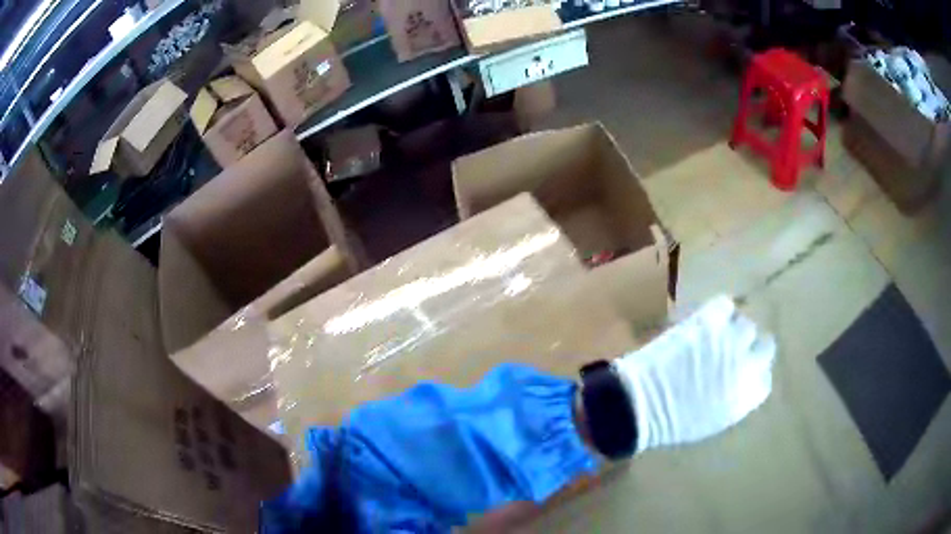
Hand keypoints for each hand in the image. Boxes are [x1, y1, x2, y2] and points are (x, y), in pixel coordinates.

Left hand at [614, 296, 775, 451]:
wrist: (639, 405)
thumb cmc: (670, 421)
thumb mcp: (713, 421)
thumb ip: (734, 400)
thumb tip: (741, 381)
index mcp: (746, 398)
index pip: (765, 379)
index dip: (754, 372)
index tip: (743, 370)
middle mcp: (746, 367)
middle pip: (764, 346)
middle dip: (750, 348)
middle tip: (732, 347)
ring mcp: (729, 342)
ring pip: (747, 324)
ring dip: (733, 329)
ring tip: (716, 334)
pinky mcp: (709, 323)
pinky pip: (725, 304)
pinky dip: (719, 310)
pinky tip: (707, 318)